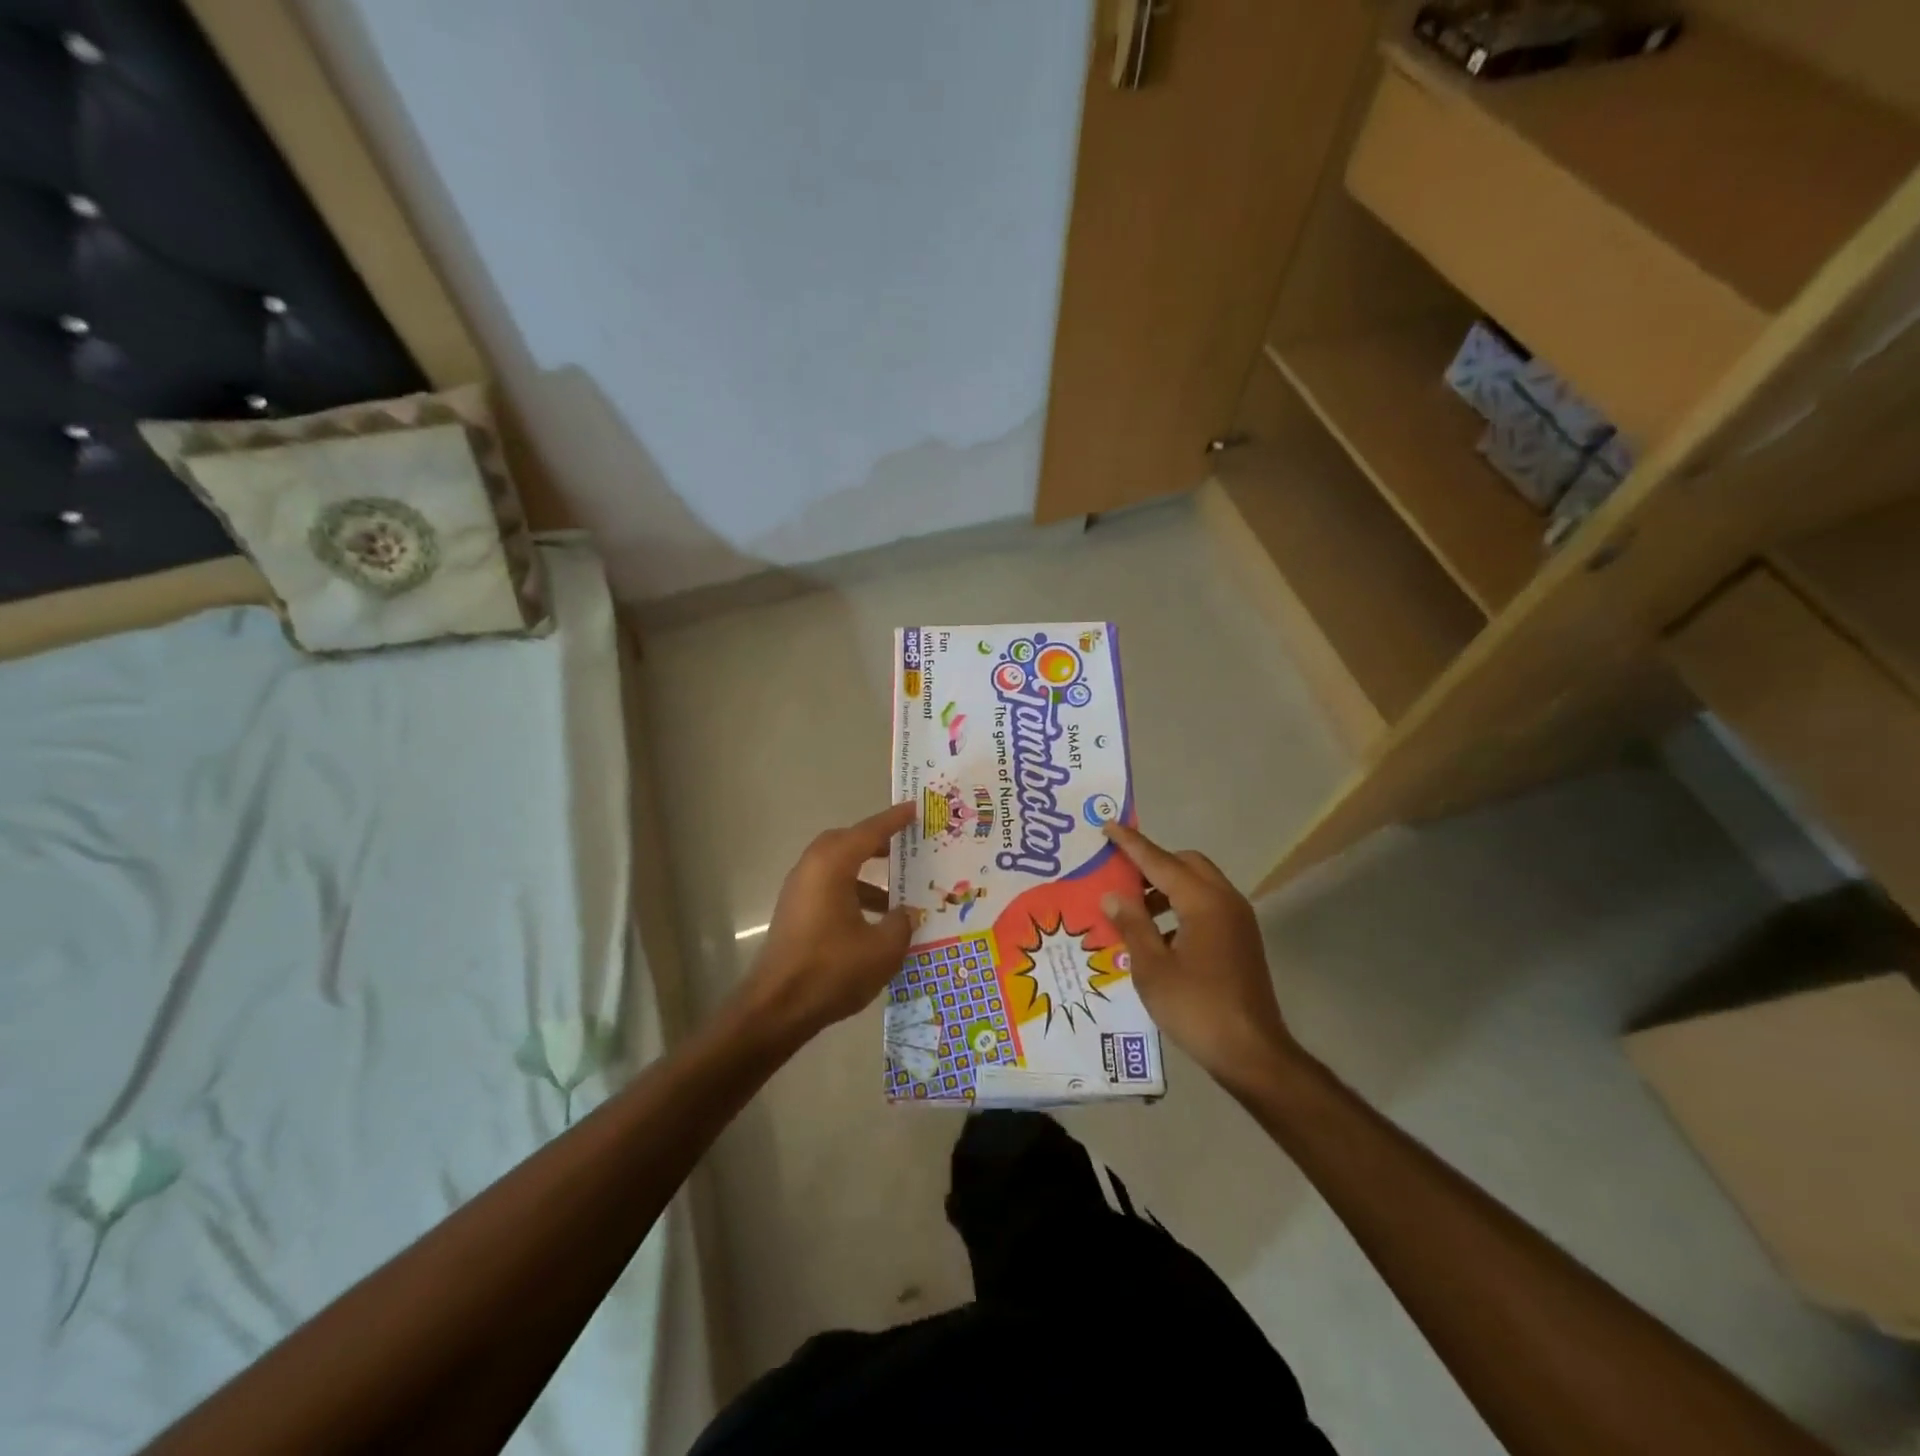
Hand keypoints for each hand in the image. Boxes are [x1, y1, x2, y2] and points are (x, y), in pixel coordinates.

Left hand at [739, 802, 915, 1043]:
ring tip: (898, 893)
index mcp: (832, 866)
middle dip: (875, 843)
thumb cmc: (832, 970)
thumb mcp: (882, 948)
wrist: (776, 1009)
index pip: (868, 832)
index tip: (913, 809)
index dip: (893, 821)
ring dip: (865, 874)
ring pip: (836, 868)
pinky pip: (828, 888)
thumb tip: (908, 912)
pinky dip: (852, 893)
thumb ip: (902, 923)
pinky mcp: (795, 914)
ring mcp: (799, 892)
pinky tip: (874, 921)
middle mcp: (811, 870)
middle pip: (846, 843)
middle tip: (904, 846)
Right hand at [1101, 823, 1301, 1094]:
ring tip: (1133, 909)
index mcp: (1203, 902)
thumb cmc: (1196, 1007)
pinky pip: (1206, 906)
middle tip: (1120, 874)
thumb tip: (1113, 895)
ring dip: (1166, 888)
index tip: (1108, 826)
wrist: (1252, 1053)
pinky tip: (1157, 936)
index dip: (1131, 844)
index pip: (1160, 861)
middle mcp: (1225, 901)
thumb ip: (1132, 925)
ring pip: (1198, 885)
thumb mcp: (1152, 967)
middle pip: (1186, 864)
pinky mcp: (1240, 940)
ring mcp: (1237, 921)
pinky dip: (1181, 907)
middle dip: (1152, 863)